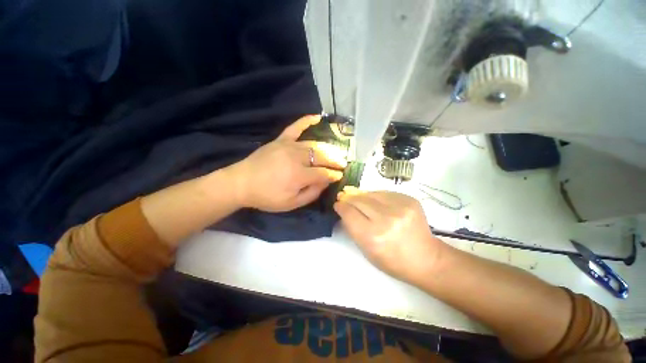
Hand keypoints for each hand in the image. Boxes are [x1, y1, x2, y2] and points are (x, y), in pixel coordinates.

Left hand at [229, 115, 346, 211]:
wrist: (241, 183)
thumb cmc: (266, 197)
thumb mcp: (291, 204)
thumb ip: (311, 193)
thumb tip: (326, 182)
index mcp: (298, 176)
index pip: (323, 173)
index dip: (333, 175)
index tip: (340, 175)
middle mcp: (296, 158)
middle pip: (321, 157)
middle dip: (335, 160)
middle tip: (342, 163)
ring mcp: (288, 146)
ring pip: (313, 145)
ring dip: (327, 148)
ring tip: (336, 152)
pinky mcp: (280, 140)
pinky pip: (295, 127)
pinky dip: (306, 121)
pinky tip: (317, 117)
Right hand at [334, 187, 444, 283]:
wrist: (426, 258)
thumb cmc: (392, 260)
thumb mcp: (366, 250)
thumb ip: (353, 228)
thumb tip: (344, 210)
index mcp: (372, 236)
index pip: (349, 213)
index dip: (340, 206)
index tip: (338, 204)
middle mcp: (386, 219)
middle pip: (358, 200)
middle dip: (349, 199)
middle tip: (345, 199)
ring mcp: (400, 207)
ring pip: (371, 193)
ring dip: (362, 196)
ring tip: (360, 200)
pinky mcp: (409, 199)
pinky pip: (384, 193)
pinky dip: (376, 196)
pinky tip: (377, 202)